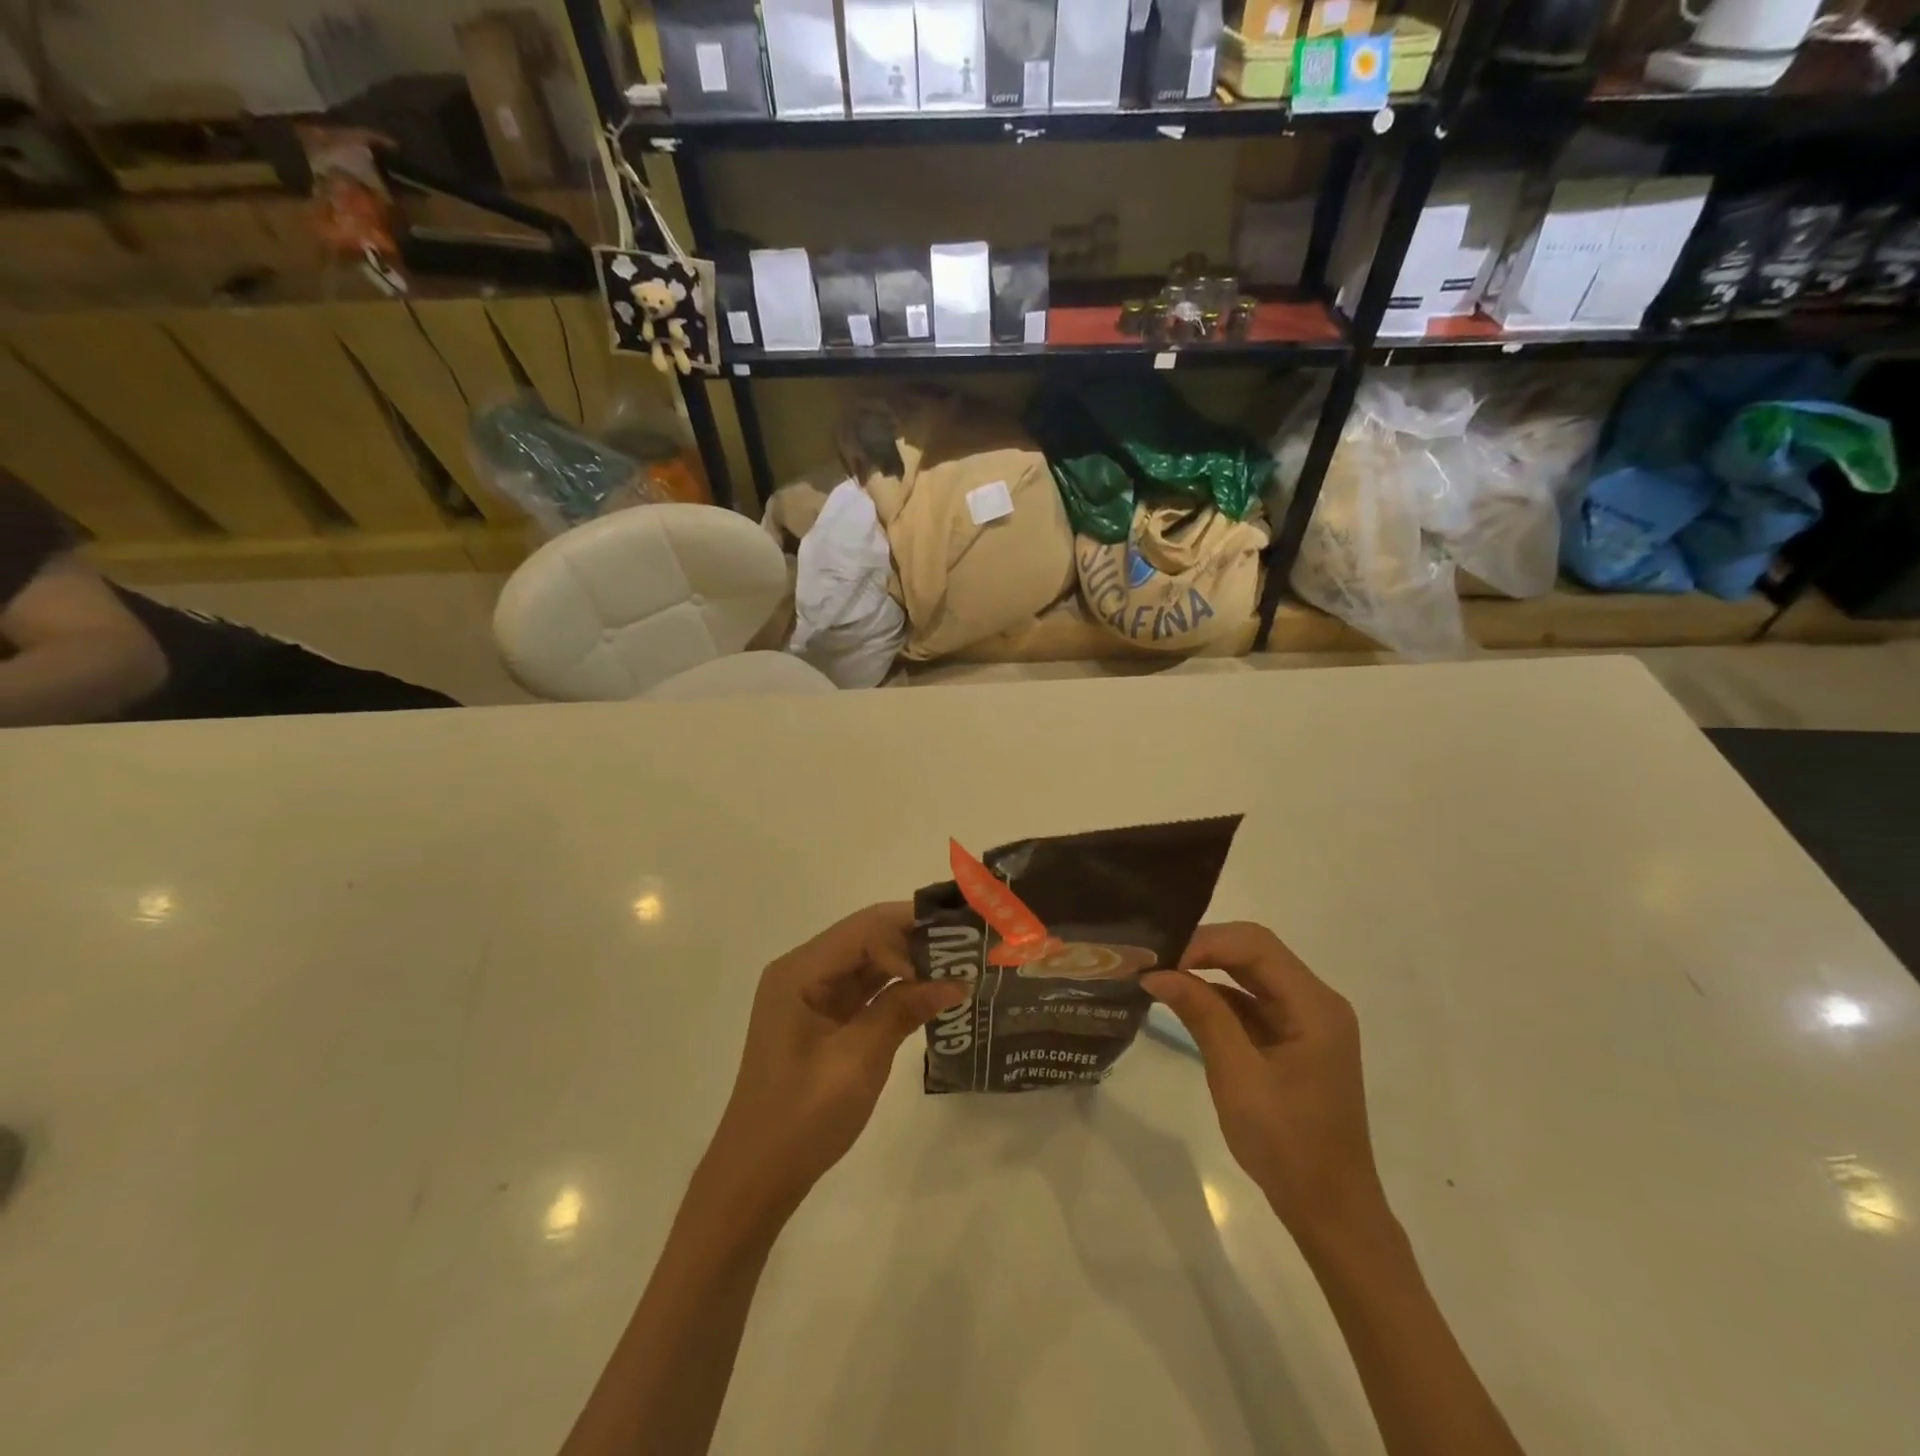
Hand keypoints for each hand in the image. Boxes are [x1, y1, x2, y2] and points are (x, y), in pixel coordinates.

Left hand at [700, 903, 967, 1217]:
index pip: (864, 928)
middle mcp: (804, 970)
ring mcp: (813, 994)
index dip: (910, 933)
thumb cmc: (801, 1118)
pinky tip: (932, 989)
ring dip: (911, 960)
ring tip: (960, 962)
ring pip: (870, 959)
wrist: (757, 1176)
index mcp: (799, 971)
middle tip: (967, 946)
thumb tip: (956, 981)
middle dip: (915, 938)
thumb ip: (902, 1011)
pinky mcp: (824, 1016)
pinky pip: (866, 987)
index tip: (953, 957)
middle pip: (867, 935)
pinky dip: (898, 986)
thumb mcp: (857, 1062)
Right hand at [1142, 923, 1385, 1237]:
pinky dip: (1217, 997)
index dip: (1207, 942)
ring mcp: (1305, 1020)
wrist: (1330, 1211)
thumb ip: (1202, 1015)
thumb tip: (1157, 973)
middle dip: (1203, 950)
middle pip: (1254, 952)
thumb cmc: (1288, 1145)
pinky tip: (1183, 1000)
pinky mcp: (1292, 1038)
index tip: (1161, 959)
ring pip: (1250, 974)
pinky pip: (1251, 1001)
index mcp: (1315, 1006)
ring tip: (1160, 973)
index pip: (1256, 945)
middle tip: (1154, 960)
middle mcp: (1315, 1002)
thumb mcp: (1238, 1077)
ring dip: (1207, 970)